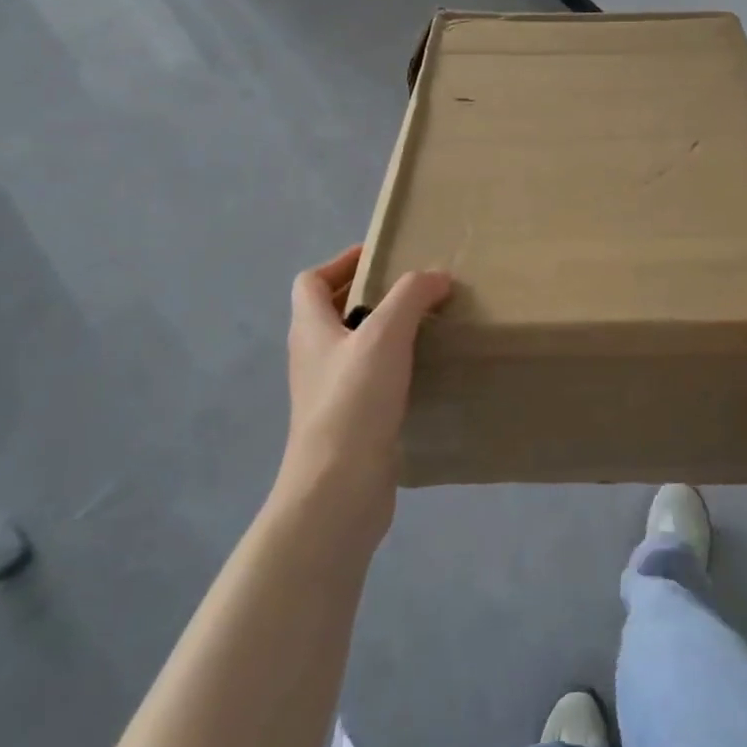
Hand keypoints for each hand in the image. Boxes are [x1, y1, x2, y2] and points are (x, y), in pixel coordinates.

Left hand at [279, 245, 451, 530]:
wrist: (338, 488)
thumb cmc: (354, 401)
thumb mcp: (385, 335)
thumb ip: (411, 296)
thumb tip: (436, 276)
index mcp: (310, 328)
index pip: (311, 280)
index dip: (342, 262)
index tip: (382, 257)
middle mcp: (313, 356)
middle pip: (333, 311)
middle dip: (370, 294)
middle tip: (413, 288)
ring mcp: (328, 391)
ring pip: (354, 346)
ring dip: (384, 330)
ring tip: (425, 324)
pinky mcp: (349, 421)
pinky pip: (369, 378)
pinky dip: (392, 365)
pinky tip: (423, 370)